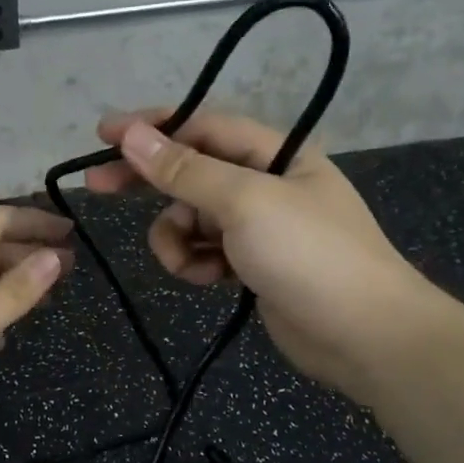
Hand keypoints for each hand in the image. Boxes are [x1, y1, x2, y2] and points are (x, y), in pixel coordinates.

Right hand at [84, 109, 428, 393]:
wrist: (365, 336)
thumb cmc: (309, 255)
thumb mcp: (244, 203)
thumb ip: (184, 170)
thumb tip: (131, 135)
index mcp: (274, 153)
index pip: (201, 126)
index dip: (151, 127)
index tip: (103, 134)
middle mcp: (265, 183)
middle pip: (191, 170)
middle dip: (148, 180)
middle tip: (98, 186)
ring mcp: (258, 227)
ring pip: (191, 218)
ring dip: (176, 237)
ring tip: (185, 263)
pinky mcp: (252, 265)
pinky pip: (205, 251)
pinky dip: (196, 263)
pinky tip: (208, 280)